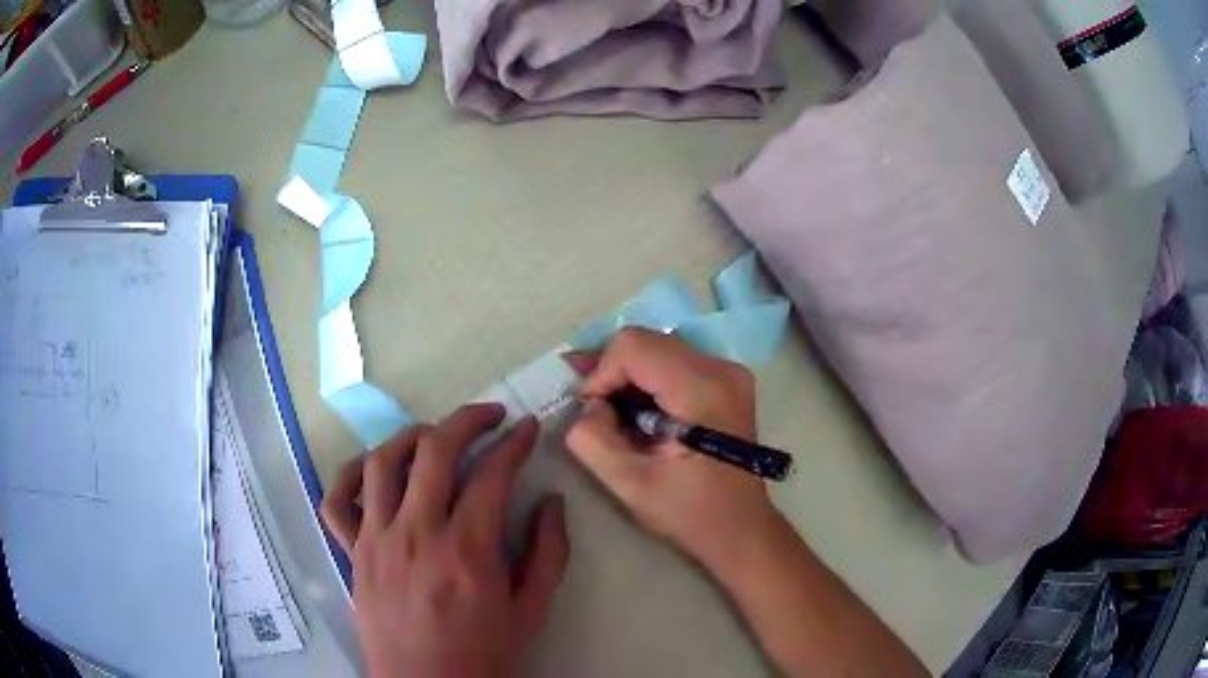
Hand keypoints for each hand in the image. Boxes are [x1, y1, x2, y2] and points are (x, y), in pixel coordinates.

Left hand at [321, 405, 569, 677]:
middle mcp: (416, 534)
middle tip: (491, 416)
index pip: (493, 475)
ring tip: (435, 437)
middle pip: (435, 451)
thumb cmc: (483, 655)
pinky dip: (350, 474)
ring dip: (412, 436)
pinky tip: (373, 471)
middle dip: (468, 420)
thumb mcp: (531, 611)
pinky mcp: (353, 553)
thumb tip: (551, 502)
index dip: (516, 443)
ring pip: (382, 462)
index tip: (528, 428)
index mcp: (467, 552)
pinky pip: (337, 500)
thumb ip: (548, 553)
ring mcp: (376, 540)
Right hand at [563, 328, 776, 568]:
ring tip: (610, 410)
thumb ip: (591, 438)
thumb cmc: (688, 512)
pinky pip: (674, 362)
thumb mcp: (627, 483)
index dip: (600, 372)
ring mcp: (728, 372)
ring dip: (628, 376)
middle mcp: (721, 368)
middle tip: (589, 406)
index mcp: (702, 390)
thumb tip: (587, 405)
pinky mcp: (727, 380)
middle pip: (647, 342)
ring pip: (658, 348)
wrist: (739, 527)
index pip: (634, 346)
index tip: (591, 411)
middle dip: (611, 371)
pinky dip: (648, 380)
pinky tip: (638, 411)